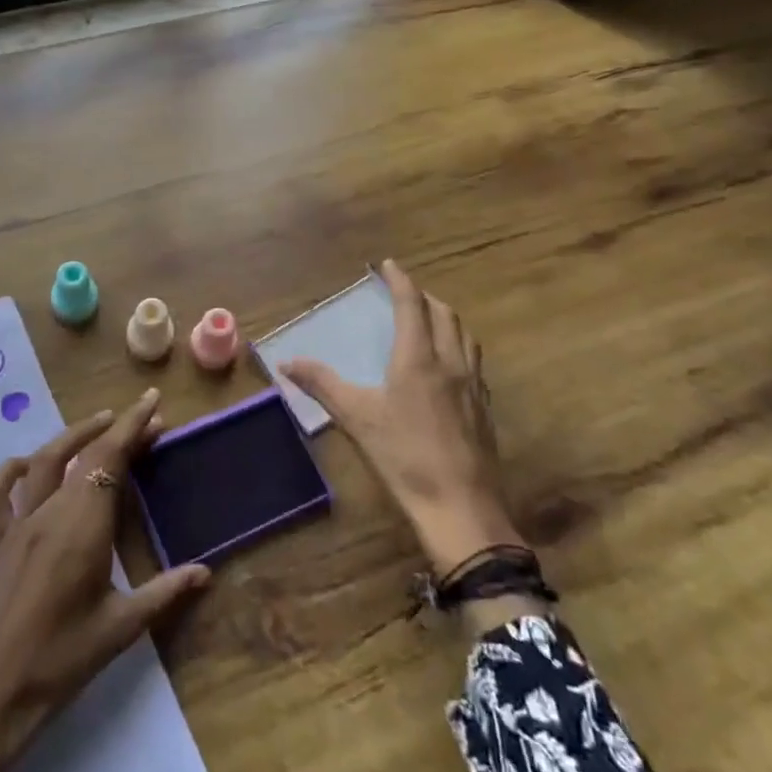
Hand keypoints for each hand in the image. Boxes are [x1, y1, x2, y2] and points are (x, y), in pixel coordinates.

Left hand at [0, 389, 209, 771]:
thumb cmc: (59, 664)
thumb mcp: (119, 629)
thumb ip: (164, 593)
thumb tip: (206, 572)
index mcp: (83, 526)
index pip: (110, 458)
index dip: (133, 426)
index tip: (153, 402)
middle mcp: (49, 512)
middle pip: (84, 454)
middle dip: (117, 430)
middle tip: (147, 422)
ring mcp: (17, 524)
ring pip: (45, 461)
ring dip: (74, 435)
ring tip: (101, 425)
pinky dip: (13, 470)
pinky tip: (29, 466)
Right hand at [281, 260, 524, 576]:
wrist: (462, 507)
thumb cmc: (404, 457)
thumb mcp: (356, 418)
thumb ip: (322, 384)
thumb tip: (286, 361)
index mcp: (418, 358)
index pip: (412, 305)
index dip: (400, 280)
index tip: (389, 264)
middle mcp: (450, 363)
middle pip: (445, 314)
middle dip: (425, 296)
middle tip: (405, 292)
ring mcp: (473, 386)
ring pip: (465, 336)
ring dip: (446, 318)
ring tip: (430, 319)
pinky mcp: (485, 409)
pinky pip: (474, 361)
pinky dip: (459, 346)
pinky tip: (449, 366)